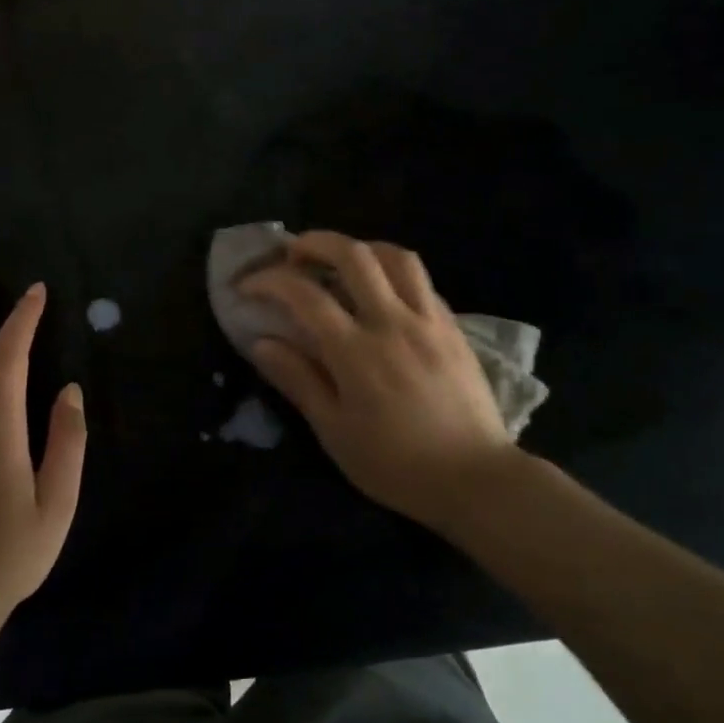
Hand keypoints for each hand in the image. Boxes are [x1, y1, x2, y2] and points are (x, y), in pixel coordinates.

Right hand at [241, 232, 523, 538]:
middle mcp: (392, 323)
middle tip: (294, 254)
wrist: (475, 479)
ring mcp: (429, 321)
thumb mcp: (334, 432)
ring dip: (361, 249)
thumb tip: (261, 342)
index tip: (247, 286)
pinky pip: (422, 282)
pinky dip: (394, 273)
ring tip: (341, 262)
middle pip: (353, 255)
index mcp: (356, 352)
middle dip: (315, 243)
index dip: (269, 281)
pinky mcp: (454, 328)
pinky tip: (383, 293)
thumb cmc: (395, 464)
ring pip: (396, 257)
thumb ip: (298, 380)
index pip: (304, 295)